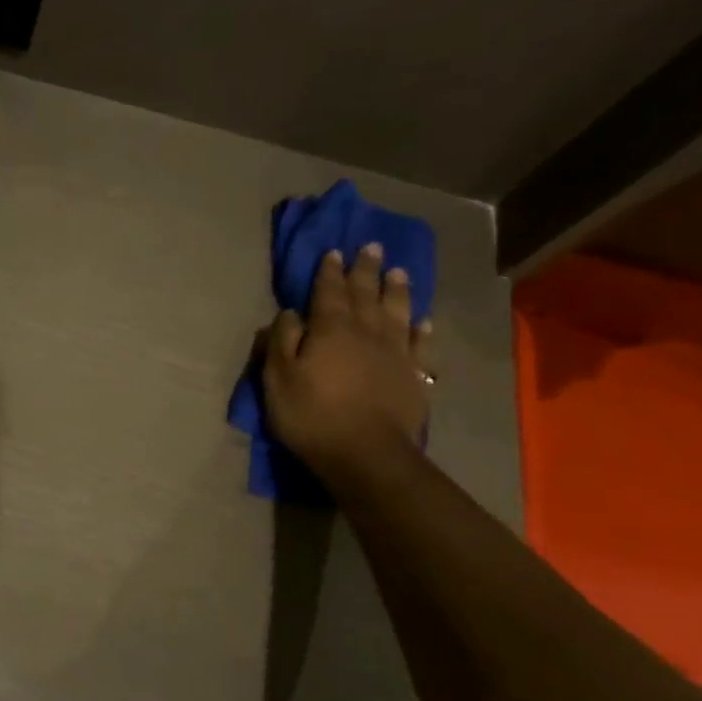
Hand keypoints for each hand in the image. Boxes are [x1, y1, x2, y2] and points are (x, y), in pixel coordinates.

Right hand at [262, 243, 433, 479]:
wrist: (366, 453)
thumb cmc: (312, 415)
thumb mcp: (278, 378)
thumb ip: (281, 341)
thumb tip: (290, 313)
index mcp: (330, 329)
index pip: (328, 292)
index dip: (329, 272)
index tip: (332, 252)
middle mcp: (366, 332)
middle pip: (366, 294)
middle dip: (366, 270)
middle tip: (371, 247)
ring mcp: (395, 353)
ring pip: (397, 312)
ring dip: (396, 290)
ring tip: (399, 271)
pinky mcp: (414, 376)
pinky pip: (420, 344)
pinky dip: (421, 329)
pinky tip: (423, 320)